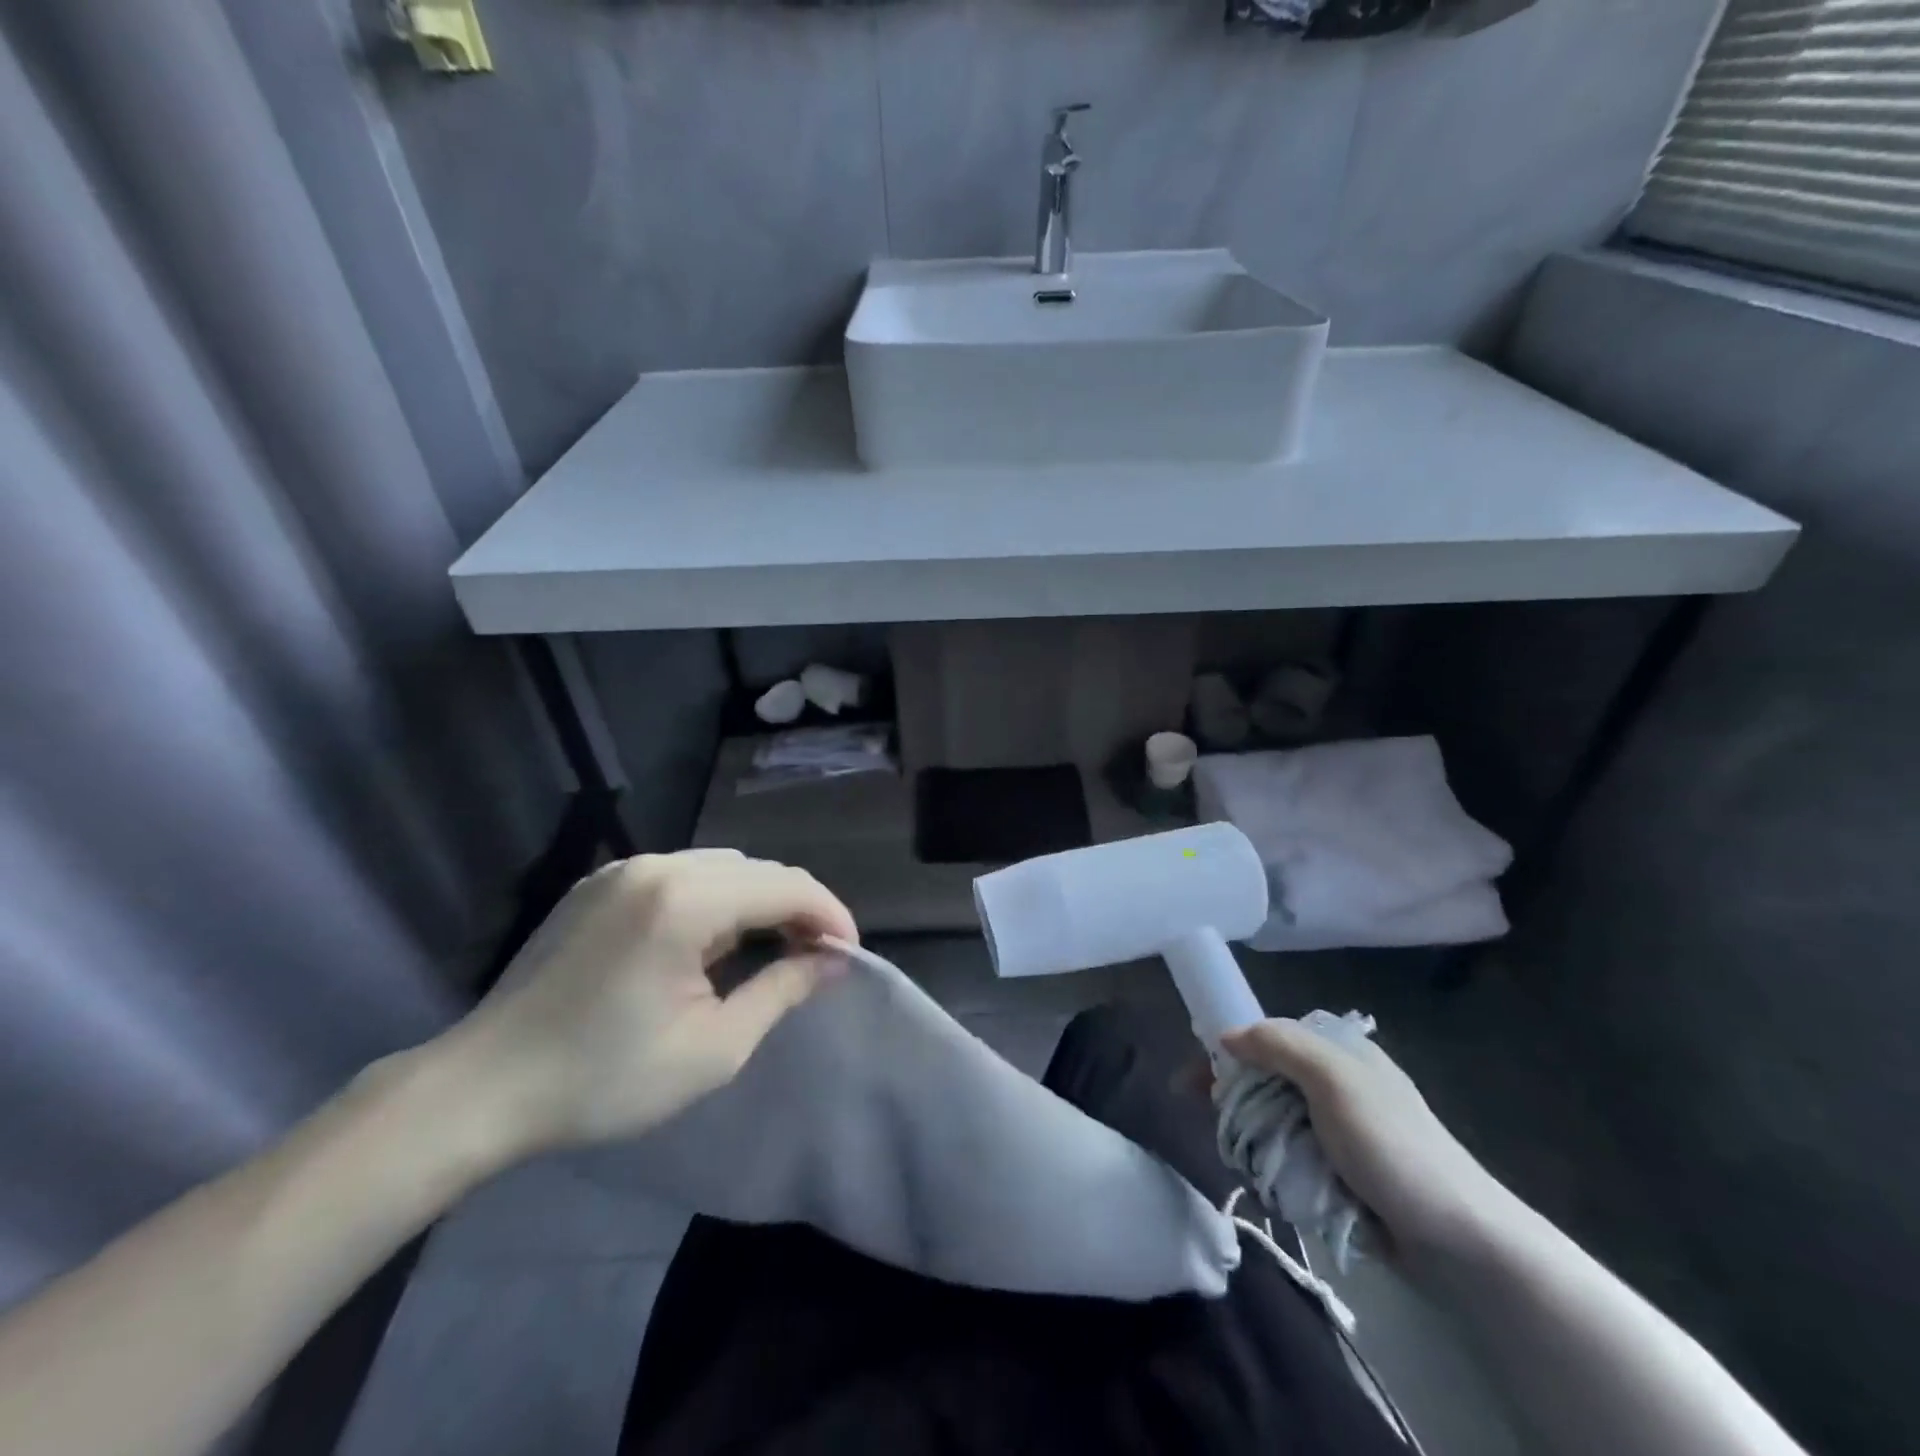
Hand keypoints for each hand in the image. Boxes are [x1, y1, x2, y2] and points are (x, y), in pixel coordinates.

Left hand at [432, 849, 856, 1163]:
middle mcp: (657, 866)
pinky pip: (681, 875)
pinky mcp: (601, 884)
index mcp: (685, 900)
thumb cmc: (604, 1079)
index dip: (829, 916)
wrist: (482, 1089)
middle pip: (757, 870)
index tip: (848, 956)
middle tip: (814, 958)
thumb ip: (781, 992)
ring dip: (756, 902)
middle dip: (796, 909)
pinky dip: (715, 899)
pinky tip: (712, 942)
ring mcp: (624, 870)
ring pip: (721, 868)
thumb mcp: (712, 1048)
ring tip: (770, 949)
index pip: (786, 886)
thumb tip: (831, 962)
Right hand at [1219, 1019, 1514, 1263]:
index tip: (1192, 1080)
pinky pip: (1292, 1157)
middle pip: (1264, 1079)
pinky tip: (1273, 1183)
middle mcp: (1337, 1083)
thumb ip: (1279, 1045)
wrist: (1460, 1240)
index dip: (1226, 1051)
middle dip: (1235, 1100)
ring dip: (1255, 1139)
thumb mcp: (1334, 1080)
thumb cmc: (1392, 1147)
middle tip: (1218, 1125)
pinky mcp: (1343, 1172)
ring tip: (1248, 1162)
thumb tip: (1226, 1036)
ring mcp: (1341, 1130)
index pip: (1266, 1035)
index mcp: (1338, 1051)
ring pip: (1273, 1120)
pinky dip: (1276, 1166)